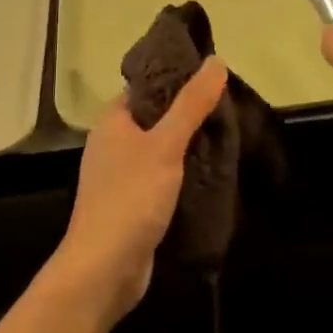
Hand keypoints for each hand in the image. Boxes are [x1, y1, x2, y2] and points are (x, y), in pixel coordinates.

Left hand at [55, 59, 227, 321]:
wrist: (103, 271)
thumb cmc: (130, 198)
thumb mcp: (166, 145)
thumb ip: (191, 104)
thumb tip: (216, 61)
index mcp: (113, 120)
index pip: (148, 86)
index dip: (178, 78)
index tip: (214, 77)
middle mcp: (114, 143)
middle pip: (158, 117)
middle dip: (191, 114)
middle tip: (229, 109)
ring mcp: (122, 175)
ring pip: (163, 148)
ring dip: (191, 145)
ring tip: (228, 136)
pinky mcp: (134, 203)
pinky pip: (164, 176)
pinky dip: (185, 173)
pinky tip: (212, 173)